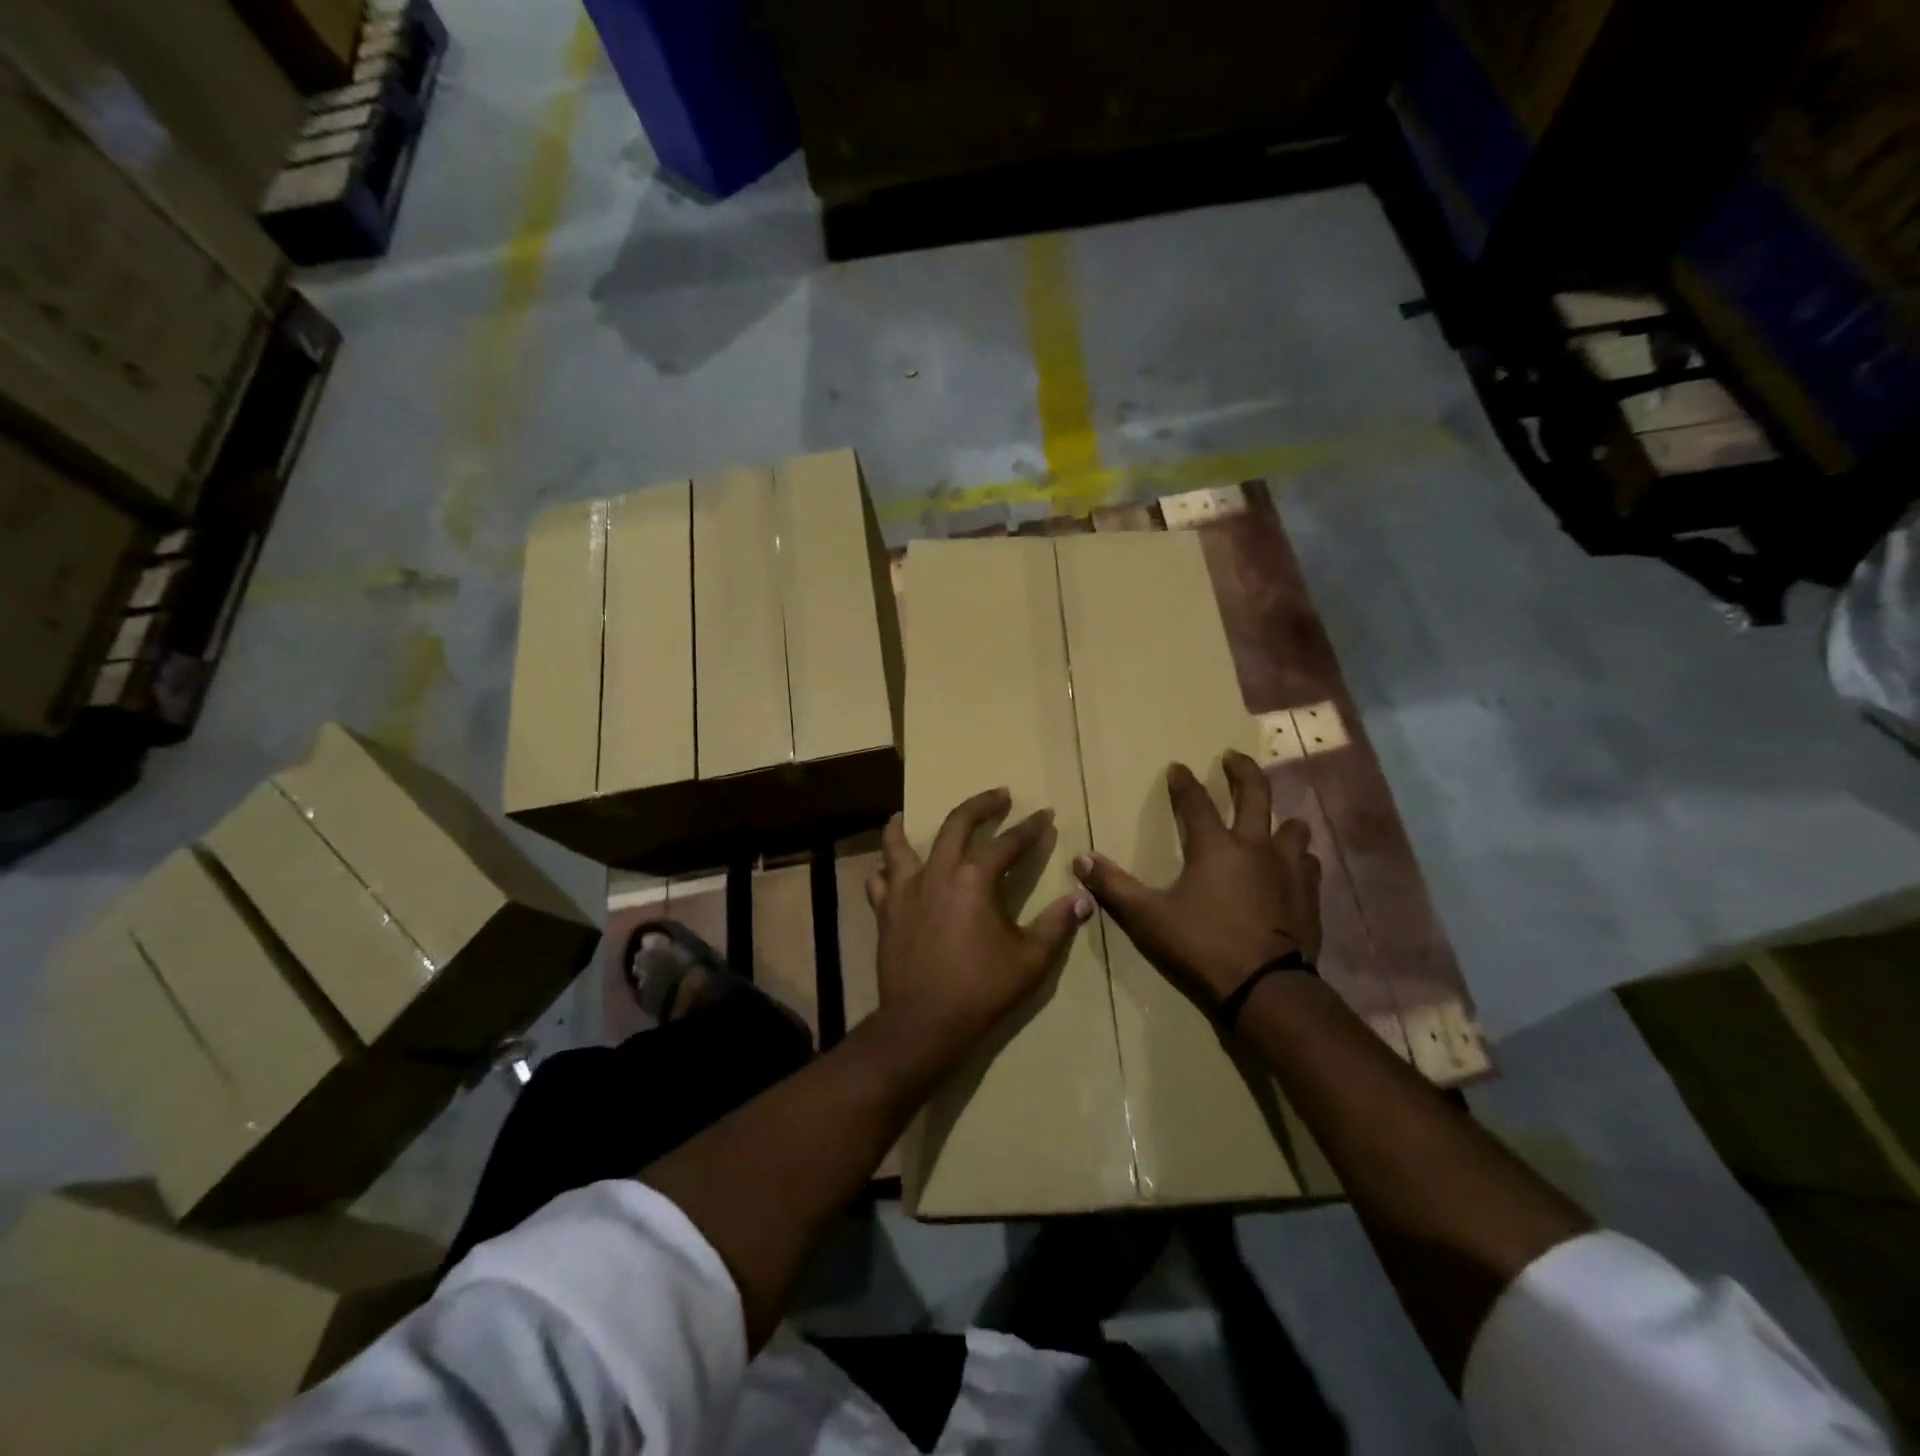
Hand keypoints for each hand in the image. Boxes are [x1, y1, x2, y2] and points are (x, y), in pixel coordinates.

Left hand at [867, 788, 1092, 1067]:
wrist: (924, 1022)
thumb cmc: (981, 989)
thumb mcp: (1030, 960)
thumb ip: (1056, 925)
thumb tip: (1081, 898)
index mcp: (975, 880)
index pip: (1008, 843)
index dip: (1030, 828)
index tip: (1045, 815)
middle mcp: (938, 873)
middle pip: (956, 824)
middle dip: (980, 805)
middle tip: (998, 795)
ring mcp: (905, 890)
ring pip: (899, 845)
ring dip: (903, 826)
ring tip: (904, 814)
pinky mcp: (885, 911)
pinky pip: (879, 881)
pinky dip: (884, 870)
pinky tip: (887, 870)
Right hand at [1074, 751, 1321, 1006]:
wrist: (1267, 989)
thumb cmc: (1203, 946)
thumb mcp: (1148, 918)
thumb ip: (1114, 886)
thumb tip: (1081, 859)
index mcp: (1215, 847)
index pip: (1196, 802)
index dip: (1184, 782)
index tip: (1177, 766)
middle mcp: (1255, 847)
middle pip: (1256, 794)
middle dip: (1243, 771)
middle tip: (1233, 756)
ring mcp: (1289, 870)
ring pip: (1292, 828)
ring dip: (1280, 820)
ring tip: (1273, 820)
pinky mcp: (1309, 896)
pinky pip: (1309, 864)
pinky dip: (1299, 859)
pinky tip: (1294, 867)